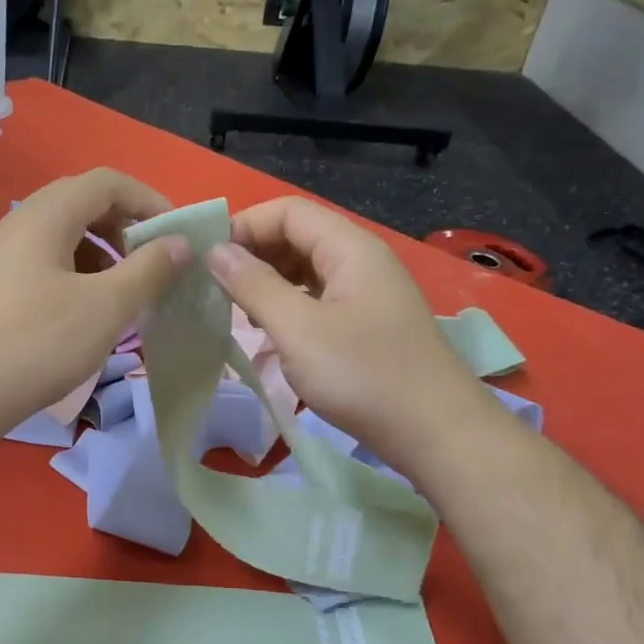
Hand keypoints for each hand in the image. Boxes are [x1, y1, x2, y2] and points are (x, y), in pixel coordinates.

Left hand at [0, 169, 190, 442]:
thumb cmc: (38, 343)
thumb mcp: (106, 307)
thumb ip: (149, 269)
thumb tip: (180, 243)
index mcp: (47, 214)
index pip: (108, 182)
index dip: (150, 200)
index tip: (178, 234)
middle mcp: (21, 223)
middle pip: (85, 204)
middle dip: (127, 228)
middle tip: (155, 264)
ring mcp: (5, 255)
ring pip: (66, 237)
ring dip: (105, 254)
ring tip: (128, 292)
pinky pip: (48, 264)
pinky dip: (80, 275)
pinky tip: (91, 312)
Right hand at [207, 197, 486, 459]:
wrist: (436, 433)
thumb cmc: (363, 375)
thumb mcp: (298, 330)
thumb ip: (254, 286)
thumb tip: (216, 252)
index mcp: (349, 248)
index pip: (288, 211)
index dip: (245, 226)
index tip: (208, 260)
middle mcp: (361, 261)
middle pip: (299, 237)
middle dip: (254, 255)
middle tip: (216, 289)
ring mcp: (367, 294)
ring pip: (307, 271)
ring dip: (269, 284)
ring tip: (237, 313)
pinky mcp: (368, 325)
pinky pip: (319, 300)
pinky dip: (289, 308)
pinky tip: (270, 335)